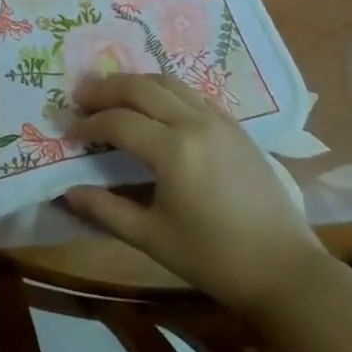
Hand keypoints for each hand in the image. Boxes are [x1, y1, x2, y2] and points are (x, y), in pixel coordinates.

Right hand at [64, 73, 320, 316]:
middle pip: (140, 87)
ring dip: (136, 82)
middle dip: (106, 88)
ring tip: (113, 93)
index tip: (68, 131)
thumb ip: (106, 211)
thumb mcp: (153, 239)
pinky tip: (157, 104)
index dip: (89, 123)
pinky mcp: (235, 126)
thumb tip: (67, 192)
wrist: (284, 269)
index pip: (118, 122)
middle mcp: (194, 122)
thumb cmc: (215, 258)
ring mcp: (218, 120)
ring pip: (168, 81)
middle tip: (81, 95)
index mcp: (173, 150)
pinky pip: (193, 93)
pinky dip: (167, 90)